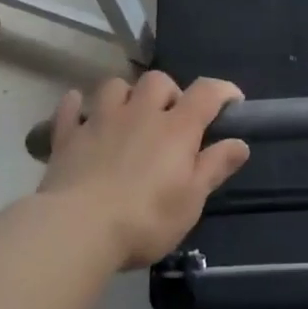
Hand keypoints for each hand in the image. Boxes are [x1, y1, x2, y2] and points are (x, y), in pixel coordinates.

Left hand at [39, 73, 249, 268]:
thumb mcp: (191, 200)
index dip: (223, 91)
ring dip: (126, 94)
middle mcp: (139, 113)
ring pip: (115, 85)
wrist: (78, 228)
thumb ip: (214, 167)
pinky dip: (79, 106)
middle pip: (158, 80)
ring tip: (129, 115)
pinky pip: (72, 107)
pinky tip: (83, 114)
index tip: (232, 103)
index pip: (206, 92)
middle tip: (171, 118)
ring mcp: (100, 120)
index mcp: (176, 128)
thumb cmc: (145, 219)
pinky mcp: (68, 135)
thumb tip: (239, 143)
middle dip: (169, 92)